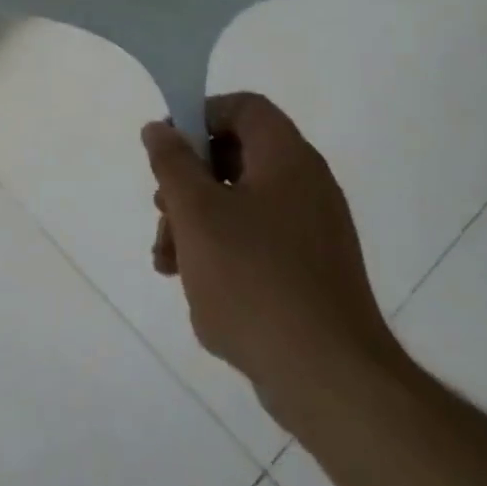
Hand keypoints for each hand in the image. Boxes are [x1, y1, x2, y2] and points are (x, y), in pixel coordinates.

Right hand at [143, 93, 402, 422]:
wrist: (327, 377)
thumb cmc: (253, 279)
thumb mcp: (196, 212)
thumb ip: (173, 163)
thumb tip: (159, 129)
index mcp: (287, 161)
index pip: (243, 108)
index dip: (199, 116)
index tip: (166, 150)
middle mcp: (306, 187)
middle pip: (235, 156)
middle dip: (187, 181)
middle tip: (162, 211)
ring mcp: (311, 231)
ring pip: (238, 202)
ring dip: (195, 221)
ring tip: (167, 260)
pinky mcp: (309, 270)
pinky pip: (255, 239)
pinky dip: (219, 248)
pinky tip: (193, 281)